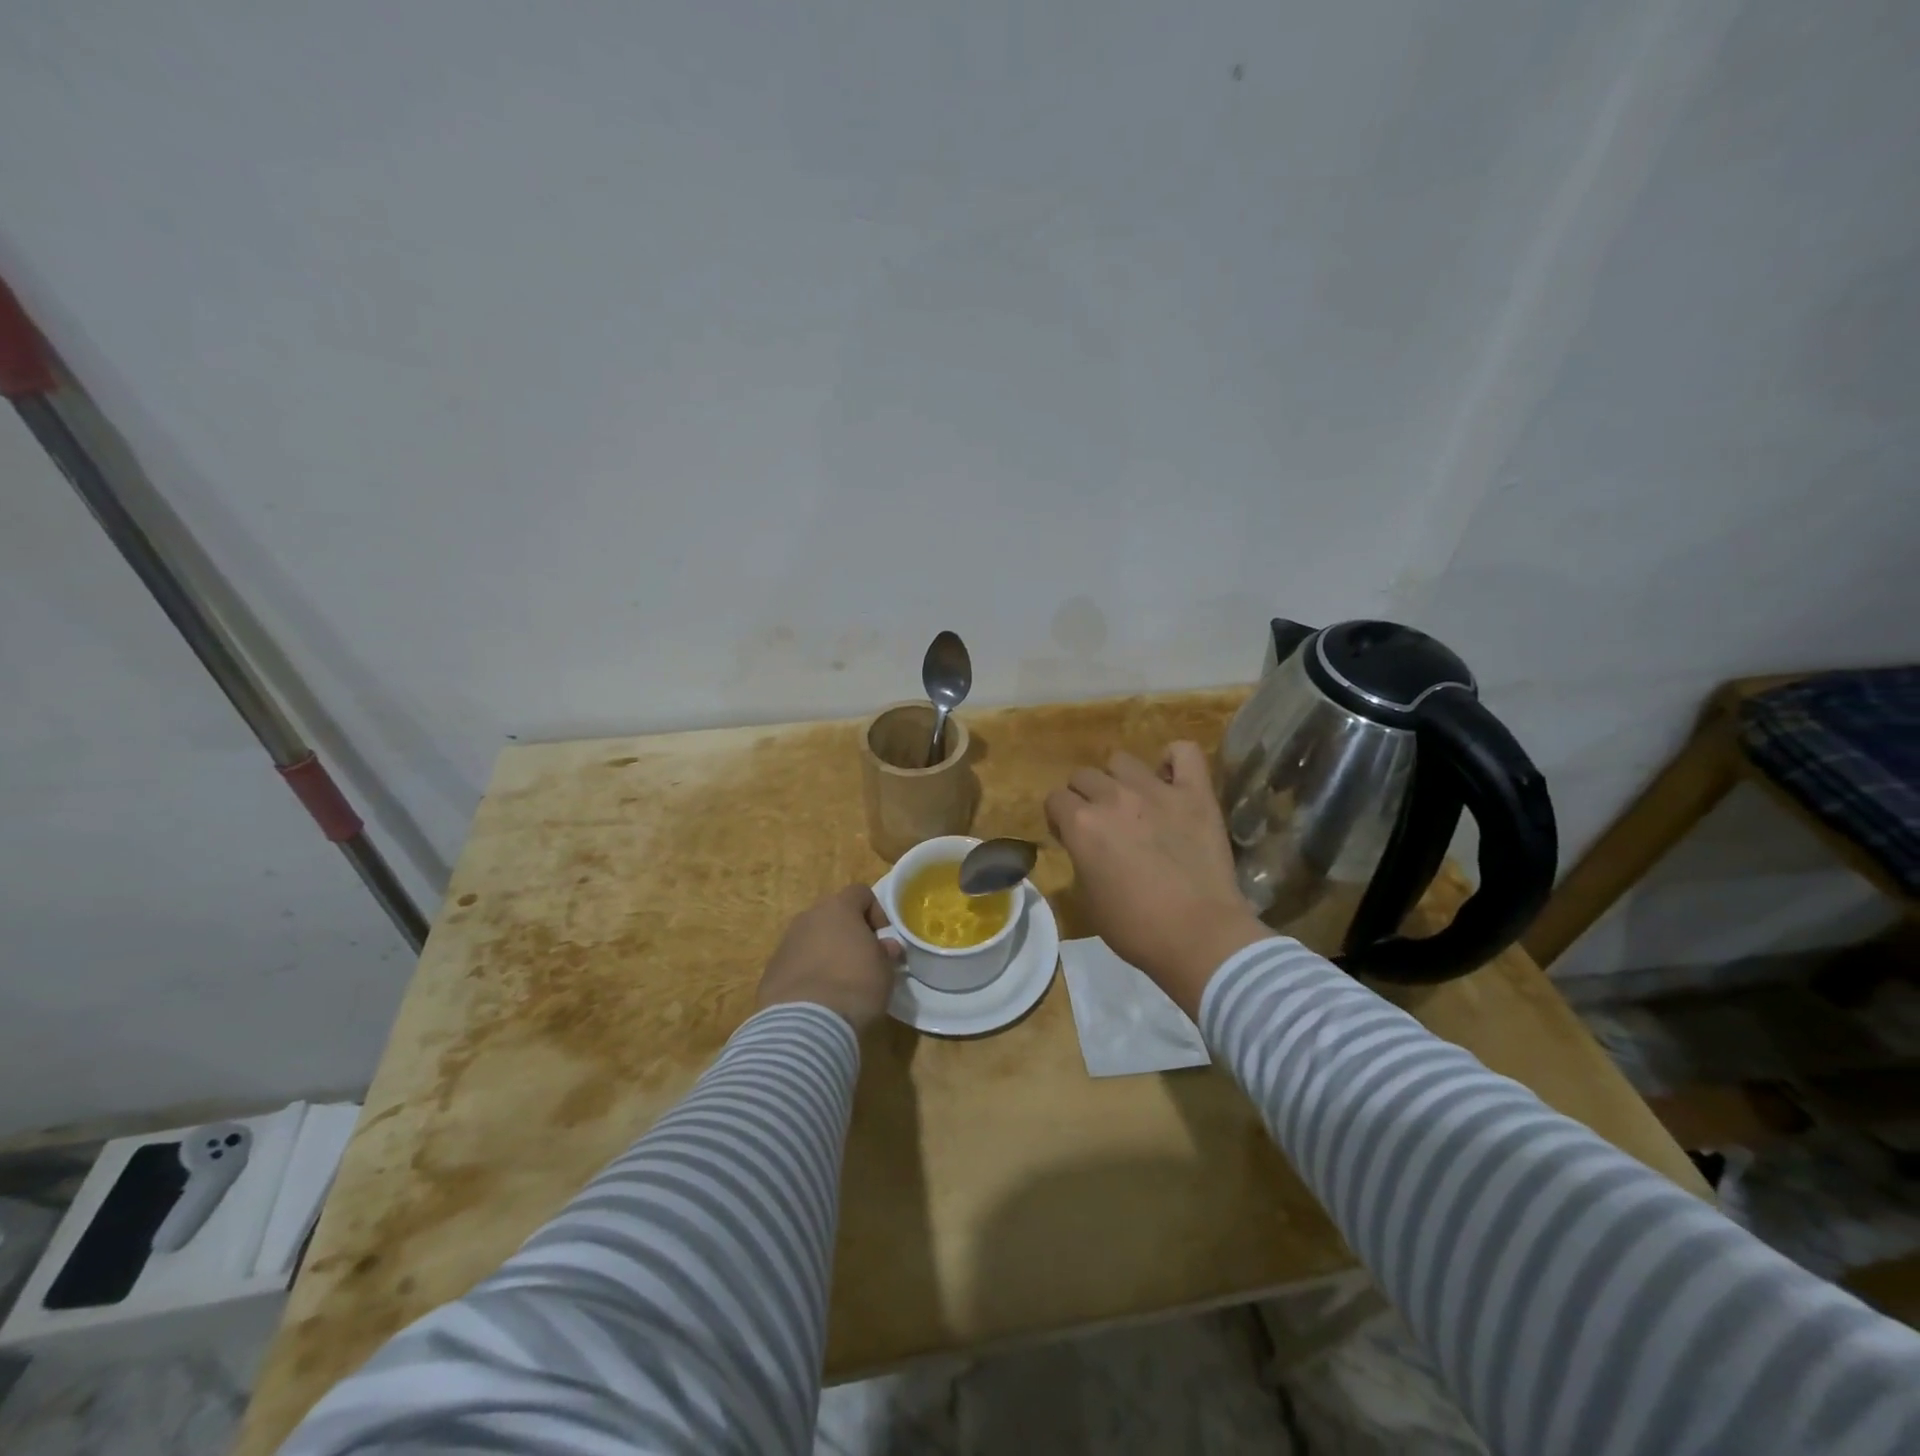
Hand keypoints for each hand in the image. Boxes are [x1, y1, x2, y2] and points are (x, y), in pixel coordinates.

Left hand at [755, 885, 902, 1031]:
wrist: (806, 1023)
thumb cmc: (855, 986)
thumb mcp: (885, 970)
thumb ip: (885, 952)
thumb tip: (886, 946)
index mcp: (838, 908)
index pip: (860, 893)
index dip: (875, 911)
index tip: (882, 937)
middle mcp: (808, 917)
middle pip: (832, 914)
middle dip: (847, 932)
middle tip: (862, 959)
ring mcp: (786, 943)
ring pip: (811, 938)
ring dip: (825, 951)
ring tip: (838, 981)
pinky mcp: (771, 970)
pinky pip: (795, 962)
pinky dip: (807, 972)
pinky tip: (817, 998)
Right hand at [1044, 742, 1269, 1017]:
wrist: (1199, 936)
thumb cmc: (1136, 928)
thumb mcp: (1087, 899)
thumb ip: (1080, 859)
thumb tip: (1085, 846)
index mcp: (1081, 823)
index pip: (1054, 799)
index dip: (1059, 819)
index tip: (1070, 839)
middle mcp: (1114, 797)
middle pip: (1084, 775)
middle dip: (1084, 797)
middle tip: (1101, 824)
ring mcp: (1157, 790)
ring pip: (1122, 760)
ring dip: (1119, 779)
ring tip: (1133, 803)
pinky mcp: (1195, 794)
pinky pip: (1184, 752)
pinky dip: (1174, 760)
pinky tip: (1171, 780)